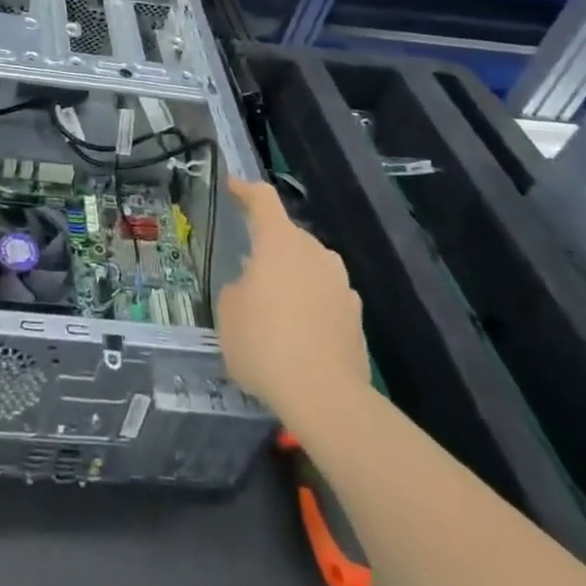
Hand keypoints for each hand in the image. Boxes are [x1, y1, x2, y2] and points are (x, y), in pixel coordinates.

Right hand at [217, 175, 369, 437]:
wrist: (326, 399)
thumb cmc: (266, 344)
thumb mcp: (228, 313)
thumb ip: (237, 289)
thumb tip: (250, 289)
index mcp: (280, 241)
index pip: (263, 199)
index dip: (245, 190)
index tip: (233, 187)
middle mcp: (315, 252)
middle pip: (289, 236)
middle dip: (270, 247)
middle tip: (250, 270)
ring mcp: (341, 284)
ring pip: (311, 267)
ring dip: (293, 277)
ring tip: (276, 305)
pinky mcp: (357, 318)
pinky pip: (326, 298)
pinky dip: (311, 306)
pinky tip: (299, 336)